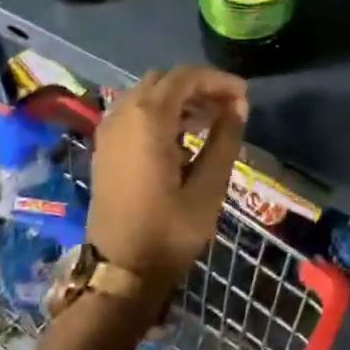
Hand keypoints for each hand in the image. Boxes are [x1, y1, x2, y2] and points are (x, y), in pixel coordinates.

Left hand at [86, 66, 248, 299]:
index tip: (244, 96)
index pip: (185, 77)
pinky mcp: (105, 148)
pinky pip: (134, 112)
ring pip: (147, 94)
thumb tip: (238, 106)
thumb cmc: (168, 231)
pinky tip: (182, 135)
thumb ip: (225, 139)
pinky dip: (160, 112)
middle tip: (229, 106)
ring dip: (179, 98)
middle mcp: (123, 114)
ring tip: (211, 119)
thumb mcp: (208, 187)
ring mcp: (109, 130)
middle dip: (198, 86)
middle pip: (164, 80)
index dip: (217, 80)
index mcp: (148, 119)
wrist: (119, 272)